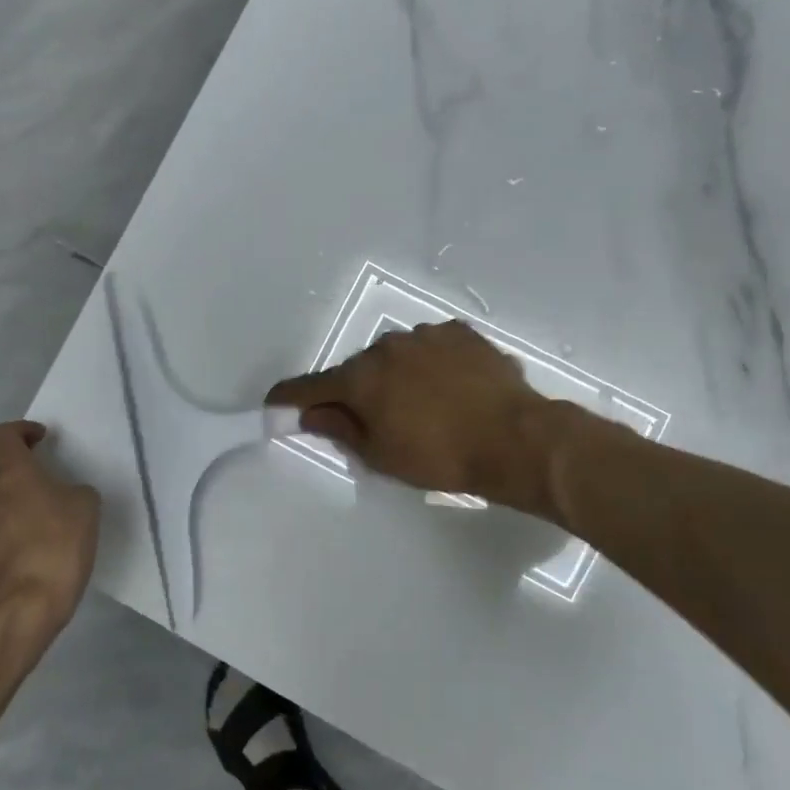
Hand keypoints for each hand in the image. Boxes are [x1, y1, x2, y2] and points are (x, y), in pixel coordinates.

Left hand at [0, 422, 100, 638]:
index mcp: (12, 475)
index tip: (42, 439)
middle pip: (1, 471)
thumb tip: (64, 497)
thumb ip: (75, 491)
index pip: (2, 436)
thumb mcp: (86, 508)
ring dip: (20, 504)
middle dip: (25, 472)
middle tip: (54, 484)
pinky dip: (16, 532)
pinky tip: (40, 550)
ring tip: (51, 521)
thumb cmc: (56, 546)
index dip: (21, 430)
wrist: (21, 609)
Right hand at [266, 320, 557, 511]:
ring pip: (395, 355)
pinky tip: (449, 386)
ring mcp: (425, 335)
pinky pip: (430, 347)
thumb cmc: (439, 456)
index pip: (311, 386)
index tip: (275, 402)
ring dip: (396, 375)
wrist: (513, 438)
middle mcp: (386, 347)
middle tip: (374, 419)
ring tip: (422, 404)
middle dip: (357, 390)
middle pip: (357, 369)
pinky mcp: (460, 333)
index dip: (290, 397)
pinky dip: (429, 364)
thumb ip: (341, 429)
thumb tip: (310, 414)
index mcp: (361, 378)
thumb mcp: (381, 455)